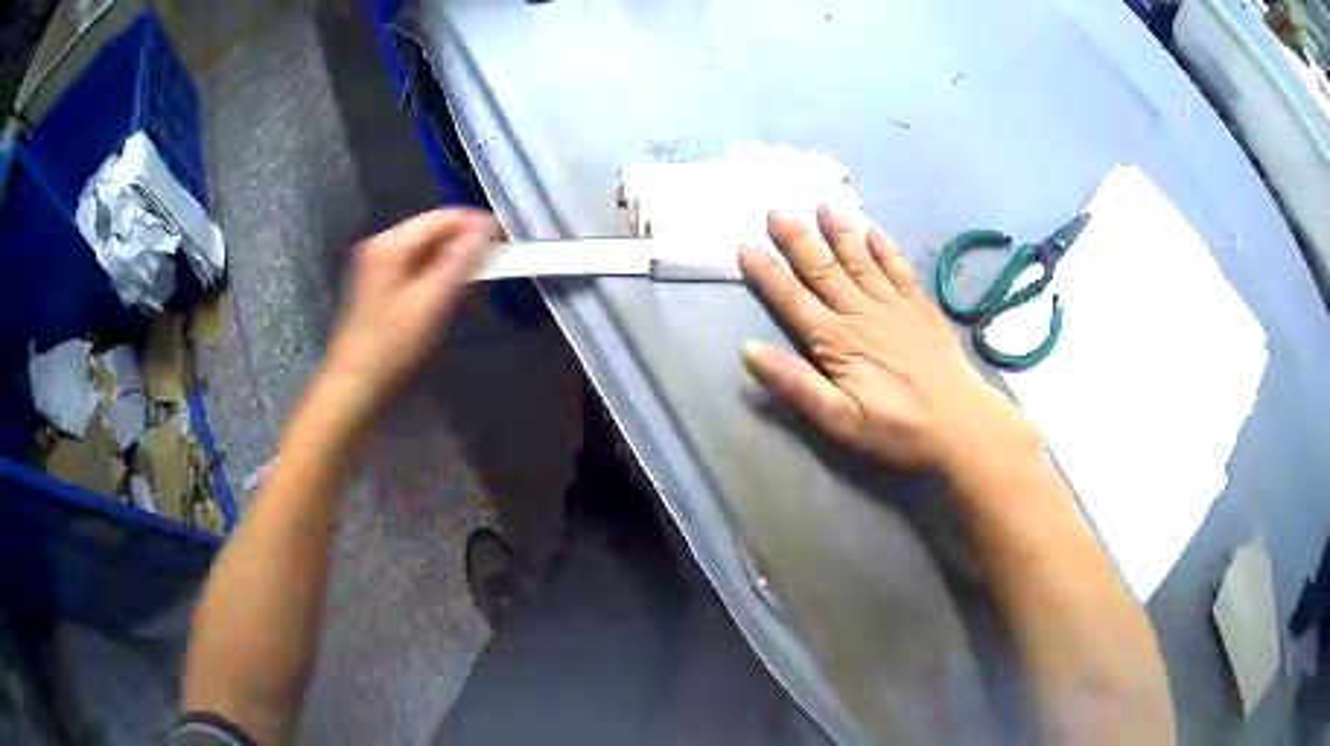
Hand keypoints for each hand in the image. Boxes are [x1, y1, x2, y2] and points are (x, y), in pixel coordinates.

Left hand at [325, 209, 494, 412]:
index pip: (444, 217)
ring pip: (426, 249)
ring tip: (476, 279)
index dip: (477, 224)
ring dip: (452, 259)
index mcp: (392, 243)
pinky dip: (436, 272)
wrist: (356, 383)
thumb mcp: (434, 300)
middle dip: (465, 243)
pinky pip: (415, 265)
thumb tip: (488, 225)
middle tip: (495, 263)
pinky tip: (448, 291)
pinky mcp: (378, 283)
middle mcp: (382, 244)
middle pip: (433, 230)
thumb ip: (463, 259)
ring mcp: (377, 264)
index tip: (507, 240)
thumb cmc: (395, 344)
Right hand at [738, 208, 1040, 471]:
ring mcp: (895, 305)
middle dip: (797, 239)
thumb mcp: (839, 420)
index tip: (745, 247)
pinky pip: (899, 268)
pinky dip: (884, 247)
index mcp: (837, 341)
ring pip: (860, 260)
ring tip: (822, 204)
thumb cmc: (897, 428)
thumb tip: (749, 350)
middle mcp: (862, 312)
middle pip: (823, 269)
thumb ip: (795, 384)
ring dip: (839, 232)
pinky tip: (873, 229)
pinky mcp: (921, 307)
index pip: (793, 299)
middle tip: (777, 210)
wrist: (960, 423)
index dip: (767, 273)